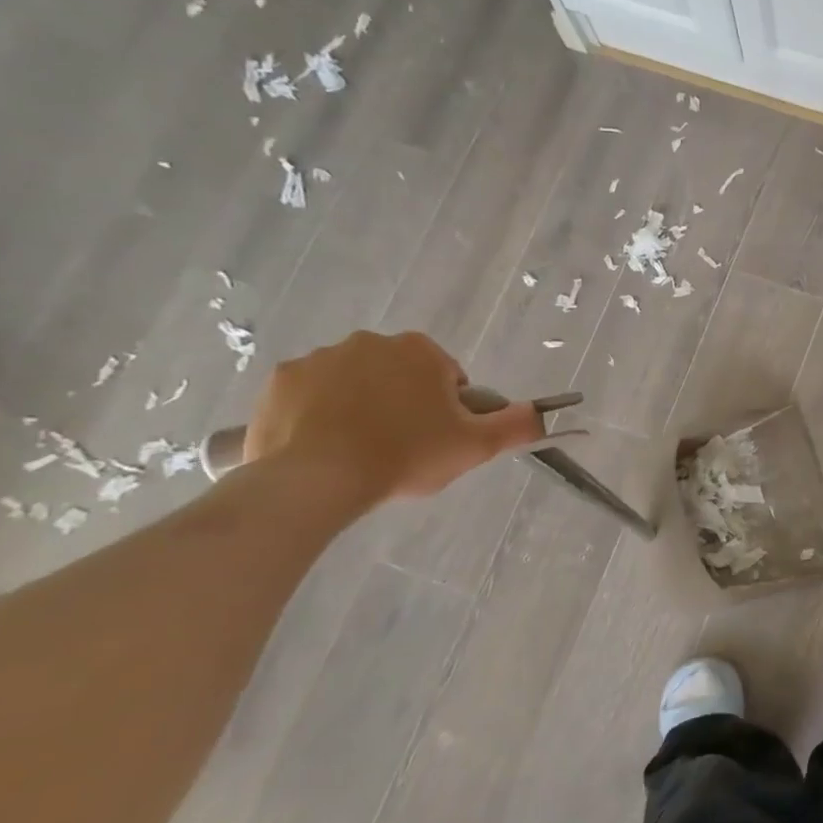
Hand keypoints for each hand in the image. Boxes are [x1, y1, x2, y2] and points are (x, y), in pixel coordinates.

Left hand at [243, 331, 545, 505]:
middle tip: (405, 448)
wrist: (316, 479)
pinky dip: (320, 414)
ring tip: (362, 451)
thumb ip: (516, 425)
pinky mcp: (280, 381)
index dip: (449, 409)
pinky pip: (312, 395)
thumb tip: (543, 413)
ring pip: (356, 383)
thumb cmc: (406, 455)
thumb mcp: (476, 446)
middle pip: (400, 375)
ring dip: (364, 407)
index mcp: (419, 350)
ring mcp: (319, 358)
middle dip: (405, 404)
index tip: (439, 438)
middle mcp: (370, 342)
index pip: (447, 376)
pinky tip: (326, 446)